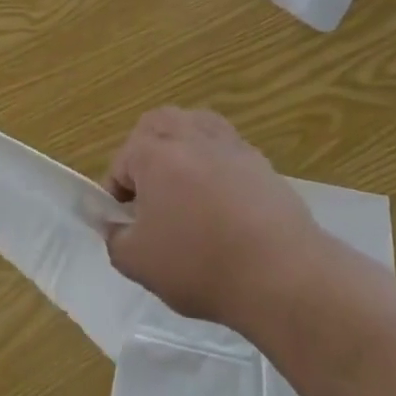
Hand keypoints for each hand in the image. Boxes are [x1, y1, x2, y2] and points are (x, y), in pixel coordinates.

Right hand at [104, 108, 322, 328]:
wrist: (279, 270)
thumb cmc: (200, 263)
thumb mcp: (139, 264)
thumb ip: (116, 239)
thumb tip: (118, 225)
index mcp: (152, 152)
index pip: (120, 163)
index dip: (117, 195)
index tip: (125, 226)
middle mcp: (186, 133)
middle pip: (155, 126)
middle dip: (145, 153)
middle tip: (150, 196)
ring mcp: (225, 140)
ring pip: (192, 125)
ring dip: (181, 148)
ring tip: (184, 189)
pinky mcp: (256, 156)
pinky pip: (224, 146)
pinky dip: (215, 162)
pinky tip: (221, 198)